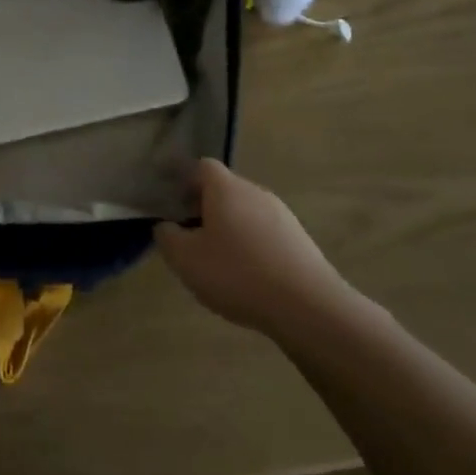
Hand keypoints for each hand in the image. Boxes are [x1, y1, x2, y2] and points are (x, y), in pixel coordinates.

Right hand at [156, 159, 354, 341]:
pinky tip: (248, 276)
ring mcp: (282, 215)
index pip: (201, 167)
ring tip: (218, 260)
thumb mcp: (185, 259)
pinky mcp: (299, 240)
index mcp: (225, 188)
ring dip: (229, 228)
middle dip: (204, 207)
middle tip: (189, 235)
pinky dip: (251, 245)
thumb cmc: (237, 274)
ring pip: (245, 212)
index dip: (183, 181)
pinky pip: (265, 233)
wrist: (309, 307)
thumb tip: (166, 226)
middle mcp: (255, 192)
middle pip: (224, 189)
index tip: (170, 203)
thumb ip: (167, 237)